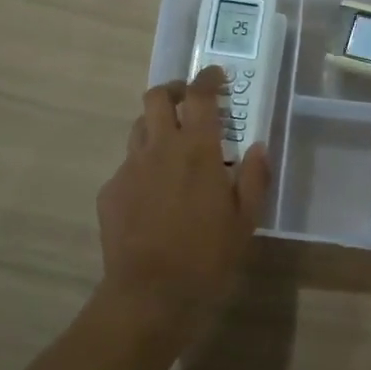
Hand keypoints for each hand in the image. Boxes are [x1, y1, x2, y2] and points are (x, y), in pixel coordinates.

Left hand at [96, 67, 271, 352]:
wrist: (150, 293)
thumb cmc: (207, 256)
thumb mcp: (245, 220)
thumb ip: (255, 178)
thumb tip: (259, 146)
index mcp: (197, 150)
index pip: (199, 96)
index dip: (207, 79)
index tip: (215, 76)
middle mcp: (159, 148)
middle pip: (156, 97)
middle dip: (172, 91)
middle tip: (188, 103)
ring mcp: (129, 168)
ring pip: (138, 128)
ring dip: (156, 126)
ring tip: (171, 146)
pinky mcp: (110, 191)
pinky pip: (127, 165)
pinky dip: (143, 166)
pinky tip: (153, 194)